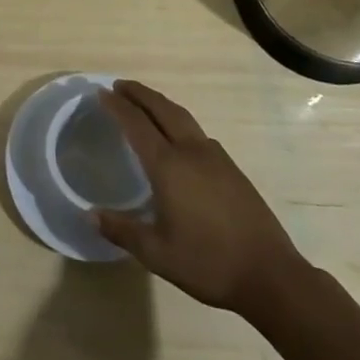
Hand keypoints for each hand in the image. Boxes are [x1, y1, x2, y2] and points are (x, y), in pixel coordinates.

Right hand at [96, 80, 307, 316]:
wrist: (270, 274)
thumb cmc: (208, 263)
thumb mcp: (157, 253)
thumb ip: (122, 230)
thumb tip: (89, 215)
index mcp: (169, 166)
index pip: (137, 124)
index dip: (117, 107)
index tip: (101, 93)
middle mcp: (191, 152)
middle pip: (162, 109)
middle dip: (139, 94)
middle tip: (119, 85)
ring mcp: (215, 157)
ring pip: (182, 117)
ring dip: (160, 104)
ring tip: (144, 102)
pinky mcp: (231, 168)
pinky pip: (197, 132)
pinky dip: (178, 121)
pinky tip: (177, 136)